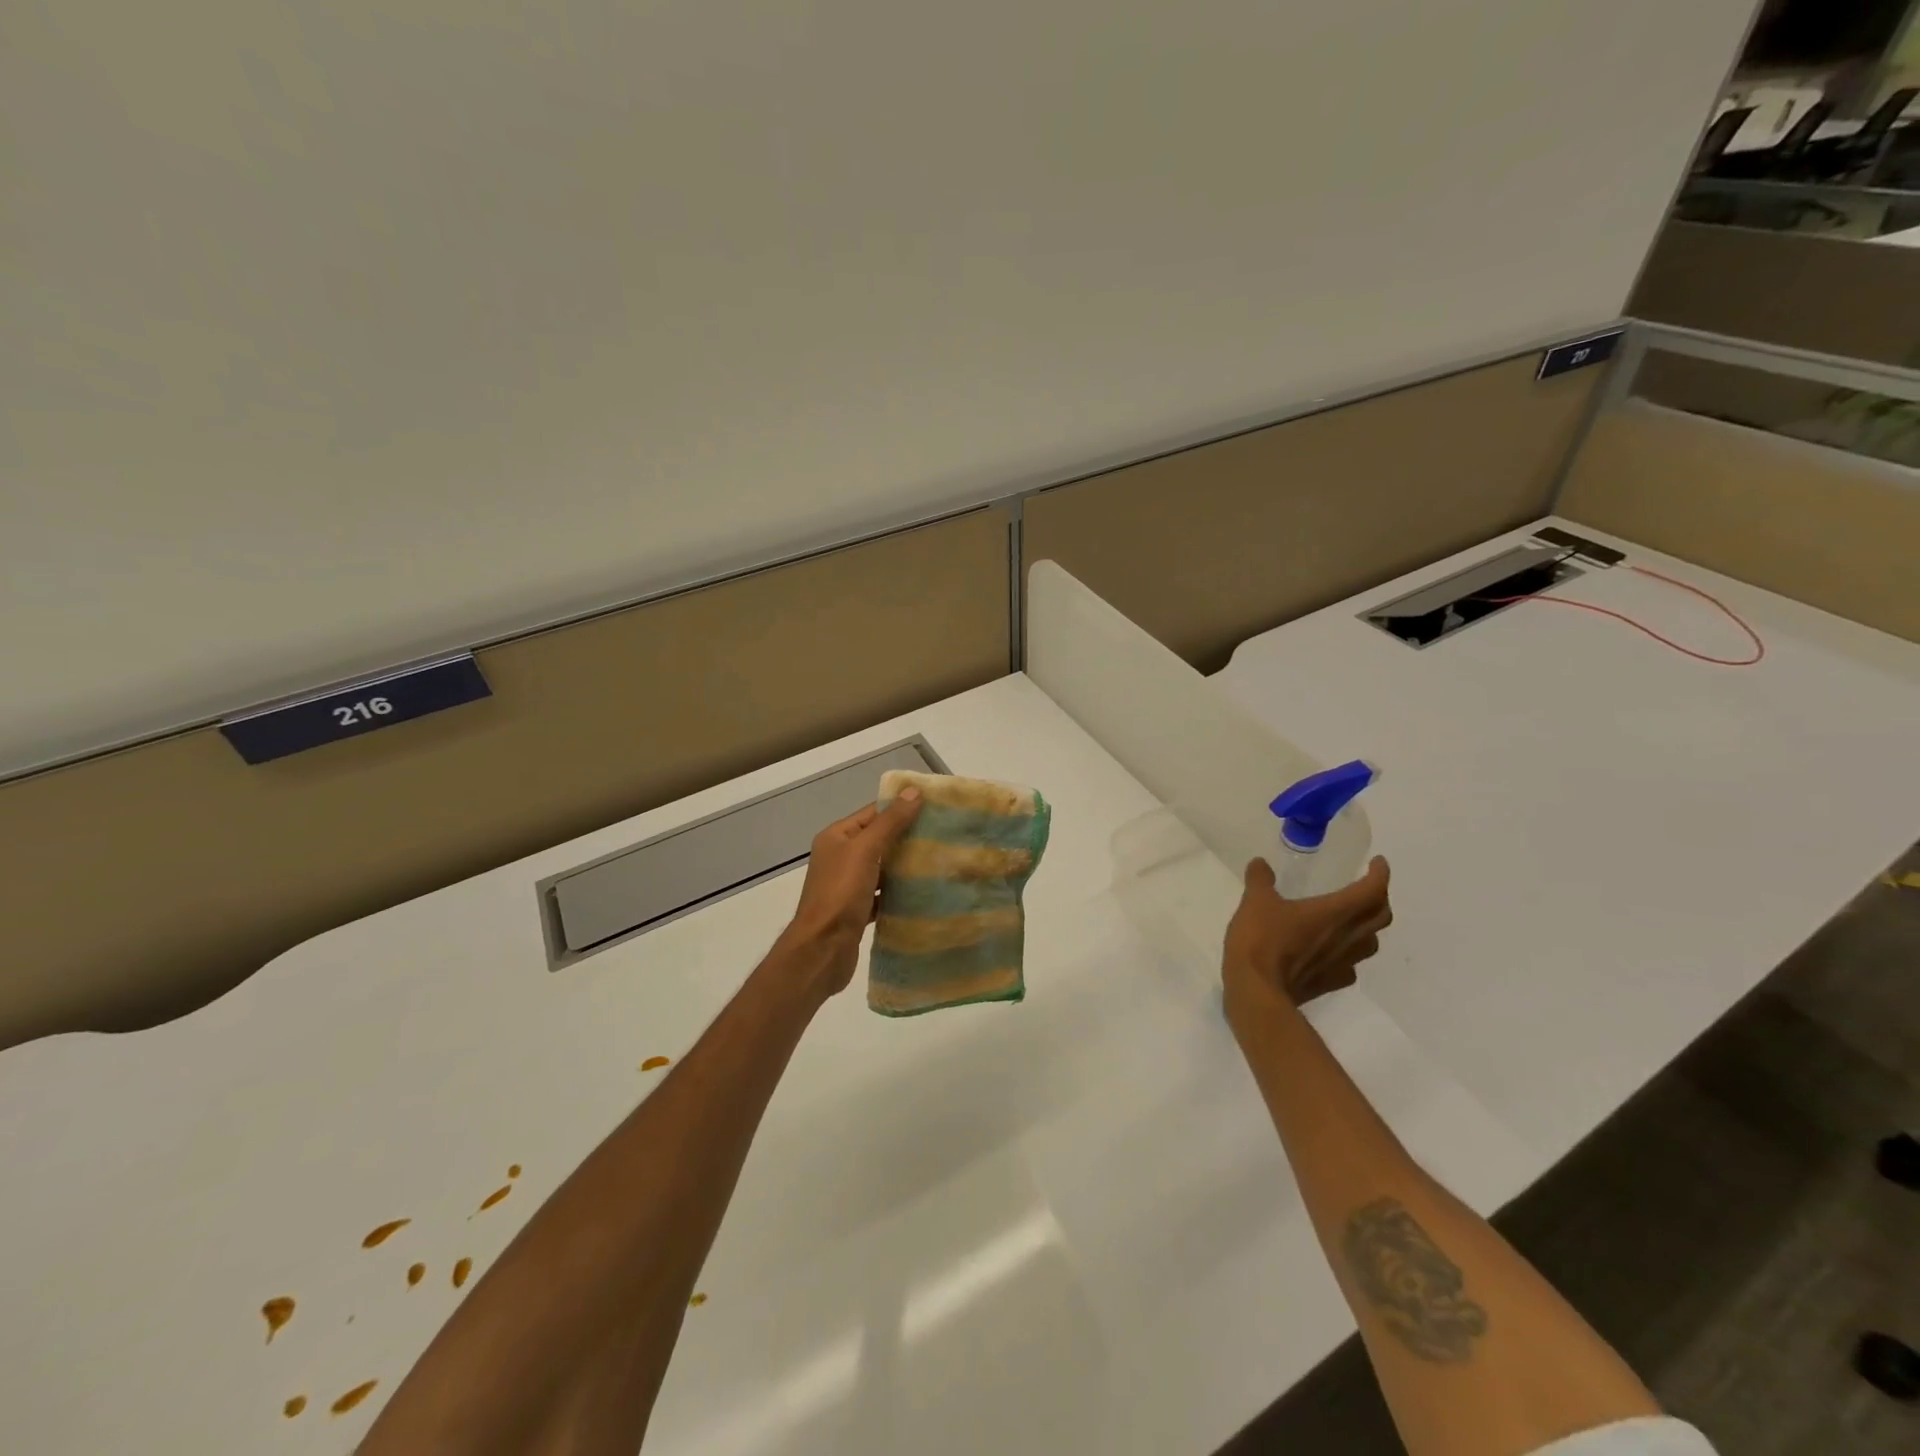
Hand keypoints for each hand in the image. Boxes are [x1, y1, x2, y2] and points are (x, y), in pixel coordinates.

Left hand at [776, 788, 923, 995]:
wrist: (822, 950)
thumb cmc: (840, 894)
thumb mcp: (865, 850)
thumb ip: (890, 822)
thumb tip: (913, 791)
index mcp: (837, 837)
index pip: (873, 813)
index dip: (900, 808)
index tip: (934, 808)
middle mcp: (840, 857)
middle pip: (878, 840)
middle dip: (907, 837)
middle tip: (943, 835)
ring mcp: (847, 885)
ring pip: (882, 868)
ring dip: (905, 866)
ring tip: (939, 861)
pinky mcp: (857, 910)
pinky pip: (882, 894)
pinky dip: (899, 892)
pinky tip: (923, 892)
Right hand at [1222, 856, 1391, 1021]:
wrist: (1258, 991)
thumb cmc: (1262, 940)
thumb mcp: (1255, 901)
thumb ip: (1260, 879)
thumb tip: (1260, 863)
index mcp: (1335, 912)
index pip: (1372, 890)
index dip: (1380, 874)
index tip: (1378, 863)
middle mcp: (1347, 937)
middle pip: (1381, 916)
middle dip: (1379, 898)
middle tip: (1365, 888)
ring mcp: (1342, 963)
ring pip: (1370, 942)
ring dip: (1367, 927)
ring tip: (1351, 919)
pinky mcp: (1330, 983)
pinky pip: (1350, 966)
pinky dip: (1347, 955)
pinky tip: (1331, 953)